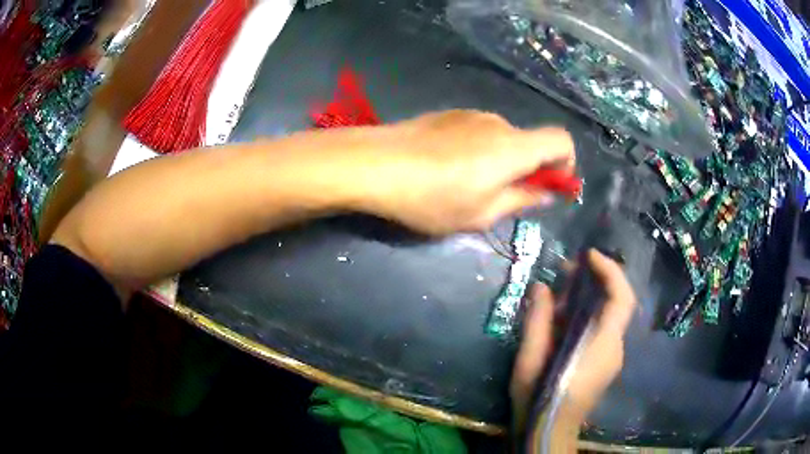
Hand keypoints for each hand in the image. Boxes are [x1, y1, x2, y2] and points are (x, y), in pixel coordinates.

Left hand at [364, 110, 574, 234]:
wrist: (374, 164)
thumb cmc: (432, 197)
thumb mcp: (481, 214)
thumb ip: (520, 200)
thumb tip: (545, 193)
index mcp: (514, 147)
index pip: (561, 140)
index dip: (566, 163)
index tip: (551, 186)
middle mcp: (497, 122)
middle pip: (529, 142)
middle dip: (526, 170)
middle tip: (501, 199)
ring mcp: (468, 115)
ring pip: (500, 139)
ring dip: (499, 162)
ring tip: (465, 187)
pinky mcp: (445, 114)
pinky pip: (476, 133)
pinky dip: (476, 151)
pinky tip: (445, 169)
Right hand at [510, 250, 636, 430]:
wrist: (549, 431)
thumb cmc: (539, 397)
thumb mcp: (530, 359)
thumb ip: (537, 320)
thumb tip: (541, 287)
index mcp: (601, 344)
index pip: (621, 298)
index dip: (610, 270)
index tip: (588, 255)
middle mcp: (614, 347)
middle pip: (617, 303)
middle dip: (596, 279)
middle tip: (567, 270)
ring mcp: (611, 357)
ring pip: (608, 316)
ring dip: (589, 298)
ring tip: (559, 292)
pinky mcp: (604, 363)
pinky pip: (602, 329)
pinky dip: (587, 315)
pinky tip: (562, 320)